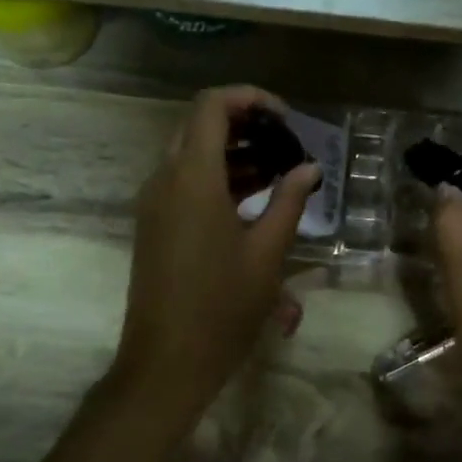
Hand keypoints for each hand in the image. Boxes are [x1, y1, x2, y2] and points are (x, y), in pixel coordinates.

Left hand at [113, 86, 320, 417]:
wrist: (166, 362)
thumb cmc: (222, 307)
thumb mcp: (267, 253)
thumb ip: (289, 201)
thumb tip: (309, 168)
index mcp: (192, 177)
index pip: (211, 106)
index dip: (249, 99)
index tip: (286, 119)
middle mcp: (164, 179)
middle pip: (198, 126)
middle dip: (243, 125)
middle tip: (284, 144)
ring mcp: (153, 203)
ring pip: (189, 154)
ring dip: (231, 153)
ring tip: (277, 173)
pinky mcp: (153, 225)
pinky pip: (182, 182)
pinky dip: (215, 178)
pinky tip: (251, 202)